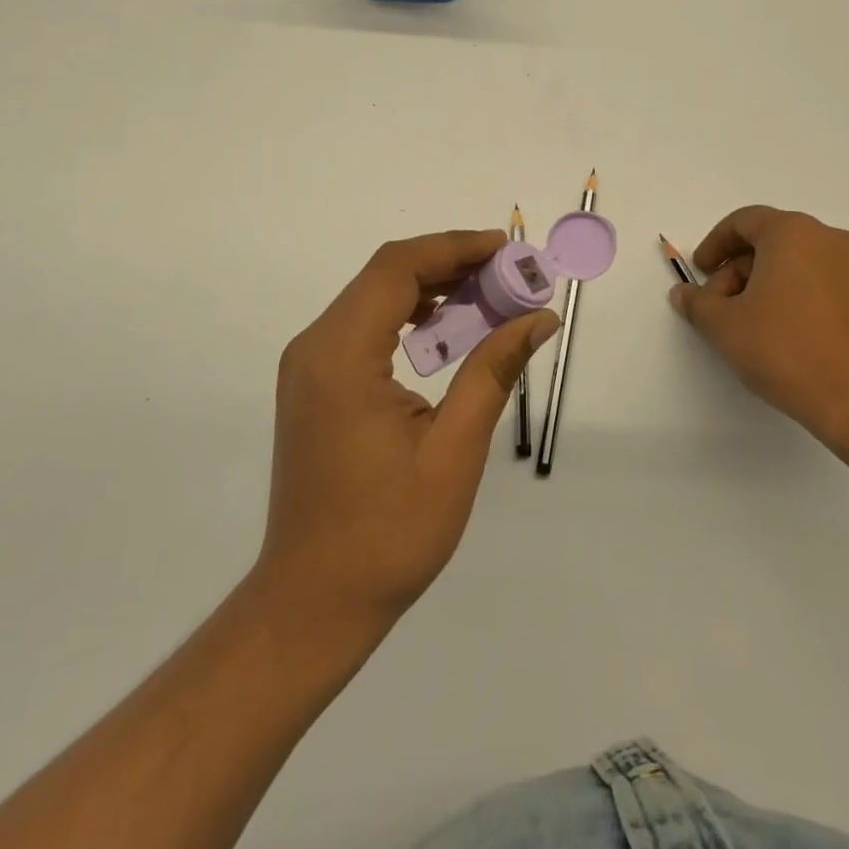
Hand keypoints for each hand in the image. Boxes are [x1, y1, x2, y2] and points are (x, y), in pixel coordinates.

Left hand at [255, 229, 558, 635]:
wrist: (313, 600)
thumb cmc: (389, 533)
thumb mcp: (454, 451)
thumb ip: (493, 372)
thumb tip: (540, 318)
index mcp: (342, 355)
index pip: (398, 268)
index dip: (455, 247)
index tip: (507, 249)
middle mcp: (315, 346)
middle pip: (385, 275)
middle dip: (449, 264)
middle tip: (509, 275)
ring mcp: (308, 365)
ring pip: (373, 297)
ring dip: (429, 289)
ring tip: (488, 297)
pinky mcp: (313, 384)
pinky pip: (363, 326)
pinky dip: (407, 316)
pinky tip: (445, 332)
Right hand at [668, 205, 848, 449]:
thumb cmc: (785, 349)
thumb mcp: (724, 326)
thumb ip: (698, 303)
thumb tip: (683, 294)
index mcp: (793, 232)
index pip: (743, 222)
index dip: (714, 245)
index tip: (700, 273)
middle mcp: (830, 240)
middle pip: (771, 242)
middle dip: (738, 270)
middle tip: (720, 306)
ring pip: (798, 264)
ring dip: (767, 285)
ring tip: (750, 325)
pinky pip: (823, 284)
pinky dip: (797, 298)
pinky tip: (785, 336)